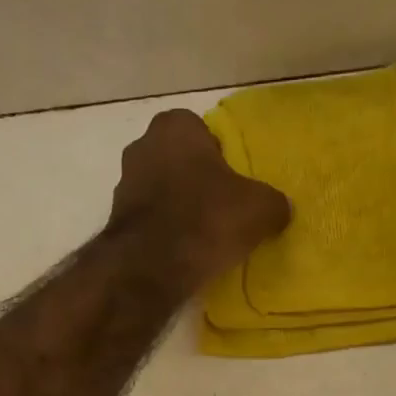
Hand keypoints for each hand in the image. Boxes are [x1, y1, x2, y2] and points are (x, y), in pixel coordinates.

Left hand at [110, 110, 290, 281]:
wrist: (151, 268)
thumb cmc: (206, 220)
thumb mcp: (259, 209)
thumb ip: (274, 203)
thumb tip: (280, 210)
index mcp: (175, 126)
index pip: (202, 131)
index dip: (219, 157)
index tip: (232, 184)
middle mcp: (142, 146)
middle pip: (178, 161)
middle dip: (195, 181)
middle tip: (219, 209)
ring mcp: (123, 186)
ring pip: (160, 192)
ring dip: (177, 208)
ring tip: (200, 237)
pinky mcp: (116, 224)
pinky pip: (148, 222)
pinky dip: (162, 233)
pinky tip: (180, 253)